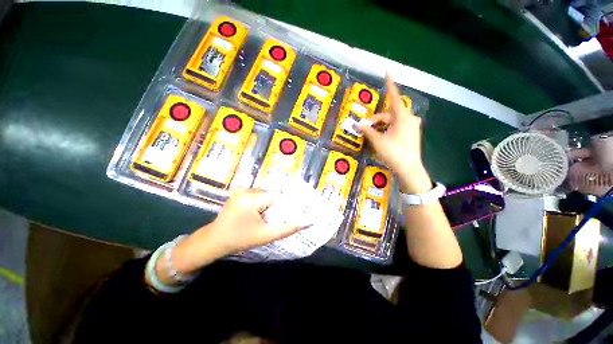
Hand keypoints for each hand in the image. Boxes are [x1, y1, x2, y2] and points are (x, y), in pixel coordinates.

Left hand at [170, 190, 305, 274]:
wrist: (213, 241)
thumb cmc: (240, 239)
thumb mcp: (266, 235)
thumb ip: (289, 228)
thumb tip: (309, 221)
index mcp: (252, 198)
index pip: (278, 195)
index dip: (285, 205)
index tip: (289, 214)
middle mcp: (246, 189)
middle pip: (271, 194)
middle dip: (276, 206)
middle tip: (274, 218)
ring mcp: (241, 190)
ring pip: (265, 194)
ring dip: (268, 204)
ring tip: (264, 217)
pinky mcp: (239, 192)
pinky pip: (257, 195)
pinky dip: (261, 203)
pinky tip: (257, 214)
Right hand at [356, 75, 431, 193]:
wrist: (409, 168)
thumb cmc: (393, 152)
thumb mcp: (378, 141)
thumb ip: (367, 131)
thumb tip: (357, 125)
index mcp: (403, 117)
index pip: (394, 97)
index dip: (390, 85)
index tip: (387, 72)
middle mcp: (410, 118)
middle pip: (390, 113)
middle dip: (376, 119)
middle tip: (365, 126)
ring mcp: (412, 126)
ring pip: (393, 121)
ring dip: (381, 125)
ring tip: (371, 133)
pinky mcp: (412, 133)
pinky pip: (398, 126)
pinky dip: (388, 128)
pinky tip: (381, 135)